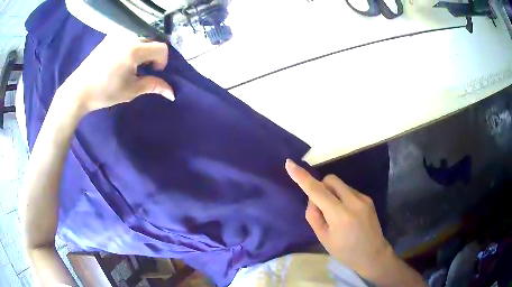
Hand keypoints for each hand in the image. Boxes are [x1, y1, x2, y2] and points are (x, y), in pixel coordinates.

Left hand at [58, 36, 173, 115]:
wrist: (79, 90)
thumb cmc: (105, 92)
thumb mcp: (130, 90)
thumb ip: (152, 86)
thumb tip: (172, 94)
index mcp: (134, 50)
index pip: (161, 48)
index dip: (162, 61)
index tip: (153, 72)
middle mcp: (128, 36)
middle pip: (153, 39)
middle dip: (153, 53)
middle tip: (143, 68)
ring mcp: (118, 34)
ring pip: (141, 35)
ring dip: (143, 48)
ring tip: (133, 63)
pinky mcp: (111, 35)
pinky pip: (129, 35)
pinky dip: (133, 44)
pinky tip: (123, 57)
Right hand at [285, 159, 395, 279]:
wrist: (373, 254)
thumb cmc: (345, 251)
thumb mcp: (323, 238)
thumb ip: (314, 215)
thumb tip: (313, 198)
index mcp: (340, 215)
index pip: (317, 191)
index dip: (302, 177)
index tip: (290, 163)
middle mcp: (353, 201)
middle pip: (330, 179)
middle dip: (321, 187)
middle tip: (321, 207)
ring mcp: (363, 198)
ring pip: (340, 184)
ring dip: (332, 194)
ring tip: (336, 214)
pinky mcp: (368, 198)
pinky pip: (348, 190)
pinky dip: (341, 197)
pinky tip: (346, 214)